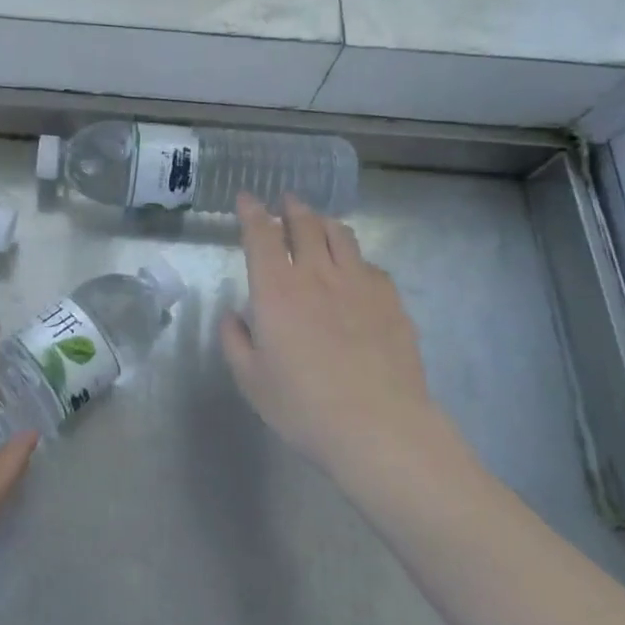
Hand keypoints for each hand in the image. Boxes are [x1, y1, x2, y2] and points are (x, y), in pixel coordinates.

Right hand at [221, 194, 471, 493]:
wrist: (379, 427)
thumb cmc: (304, 407)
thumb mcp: (251, 380)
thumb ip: (235, 341)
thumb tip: (233, 314)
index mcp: (276, 289)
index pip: (261, 234)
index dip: (252, 211)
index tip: (247, 197)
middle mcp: (317, 274)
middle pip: (305, 224)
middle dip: (292, 207)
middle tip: (287, 201)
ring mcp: (359, 283)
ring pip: (341, 235)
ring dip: (325, 222)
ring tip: (319, 223)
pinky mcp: (391, 300)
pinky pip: (370, 264)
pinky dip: (355, 258)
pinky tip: (355, 272)